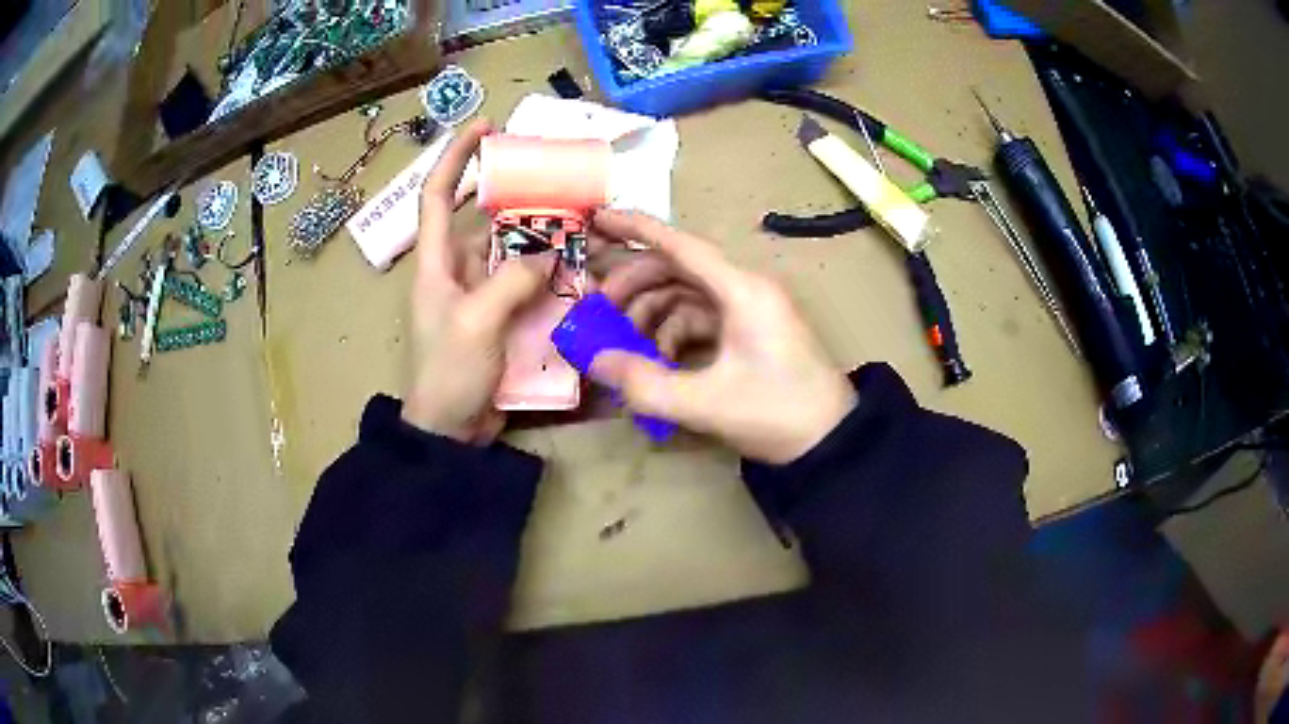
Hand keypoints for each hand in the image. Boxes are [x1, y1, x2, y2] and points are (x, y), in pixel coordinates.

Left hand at [401, 119, 553, 442]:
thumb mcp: (475, 323)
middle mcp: (458, 270)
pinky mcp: (503, 318)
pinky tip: (580, 272)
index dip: (455, 158)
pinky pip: (529, 285)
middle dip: (520, 200)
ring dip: (544, 241)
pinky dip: (551, 277)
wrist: (452, 432)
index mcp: (436, 264)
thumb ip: (511, 281)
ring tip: (582, 225)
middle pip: (488, 221)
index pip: (436, 196)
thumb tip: (547, 253)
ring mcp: (482, 295)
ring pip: (515, 253)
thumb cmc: (449, 374)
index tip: (484, 128)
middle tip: (562, 184)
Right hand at [590, 210, 856, 463]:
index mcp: (742, 291)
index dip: (636, 229)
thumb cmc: (777, 413)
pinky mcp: (749, 331)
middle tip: (599, 309)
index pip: (681, 245)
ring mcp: (748, 310)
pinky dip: (673, 332)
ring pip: (686, 294)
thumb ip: (646, 384)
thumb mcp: (707, 404)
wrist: (830, 440)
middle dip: (635, 283)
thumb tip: (596, 362)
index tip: (596, 220)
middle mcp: (745, 289)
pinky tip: (658, 360)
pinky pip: (700, 318)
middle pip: (678, 268)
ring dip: (651, 312)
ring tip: (625, 344)